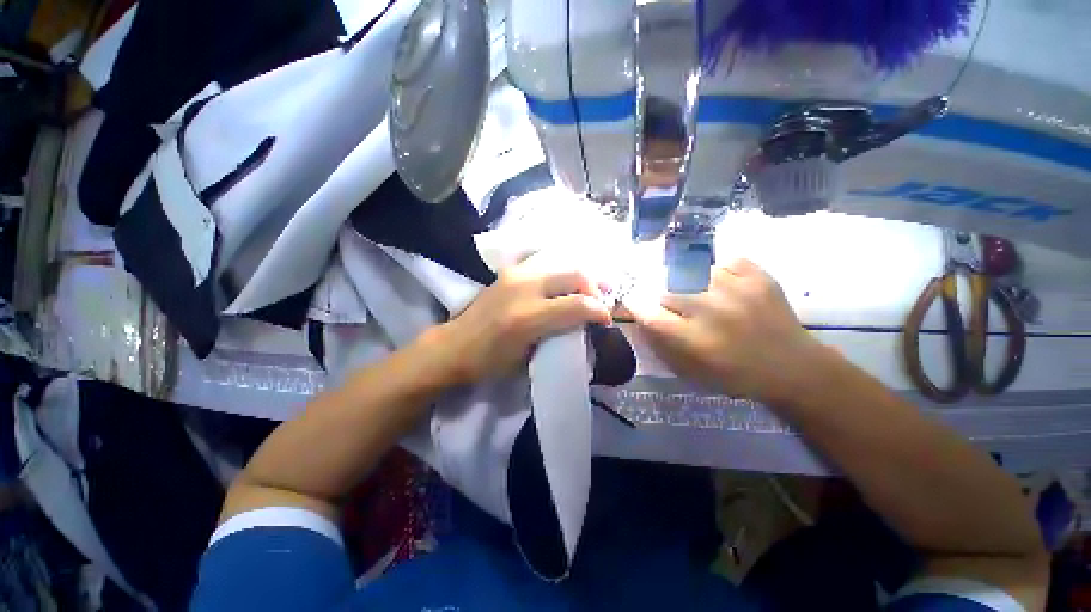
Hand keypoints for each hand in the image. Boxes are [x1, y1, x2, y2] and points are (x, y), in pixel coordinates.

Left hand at [430, 256, 611, 383]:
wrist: (454, 346)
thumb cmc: (489, 362)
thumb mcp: (528, 359)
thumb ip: (558, 336)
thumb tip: (582, 324)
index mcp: (528, 317)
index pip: (578, 305)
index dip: (600, 311)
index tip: (606, 320)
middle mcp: (524, 288)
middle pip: (574, 275)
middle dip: (595, 288)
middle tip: (600, 303)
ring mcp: (515, 274)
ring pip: (562, 264)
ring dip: (580, 277)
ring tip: (589, 290)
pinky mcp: (509, 270)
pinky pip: (545, 264)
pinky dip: (561, 273)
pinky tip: (565, 284)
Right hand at [627, 258, 832, 405]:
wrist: (793, 367)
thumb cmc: (735, 374)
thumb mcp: (690, 370)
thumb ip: (661, 343)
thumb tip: (642, 316)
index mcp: (694, 340)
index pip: (649, 315)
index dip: (636, 306)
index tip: (635, 303)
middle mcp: (711, 311)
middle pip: (667, 292)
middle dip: (666, 300)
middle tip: (678, 308)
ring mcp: (737, 290)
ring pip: (693, 274)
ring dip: (692, 285)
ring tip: (705, 296)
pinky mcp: (759, 277)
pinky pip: (725, 262)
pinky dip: (721, 272)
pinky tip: (726, 286)